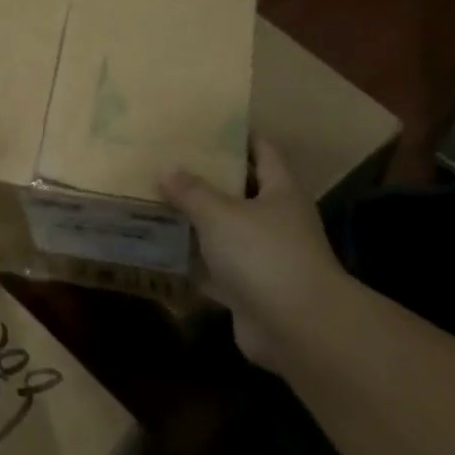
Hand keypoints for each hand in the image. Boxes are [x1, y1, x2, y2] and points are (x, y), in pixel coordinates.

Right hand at [160, 140, 342, 368]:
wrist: (298, 328)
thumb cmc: (264, 254)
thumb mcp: (220, 214)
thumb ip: (191, 190)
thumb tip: (166, 167)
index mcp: (280, 191)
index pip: (263, 151)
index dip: (239, 136)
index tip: (206, 125)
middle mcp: (277, 220)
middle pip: (241, 191)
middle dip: (207, 178)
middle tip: (168, 161)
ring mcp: (265, 257)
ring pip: (225, 230)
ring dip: (197, 220)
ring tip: (156, 200)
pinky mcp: (250, 289)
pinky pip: (216, 267)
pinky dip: (193, 261)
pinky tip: (161, 249)